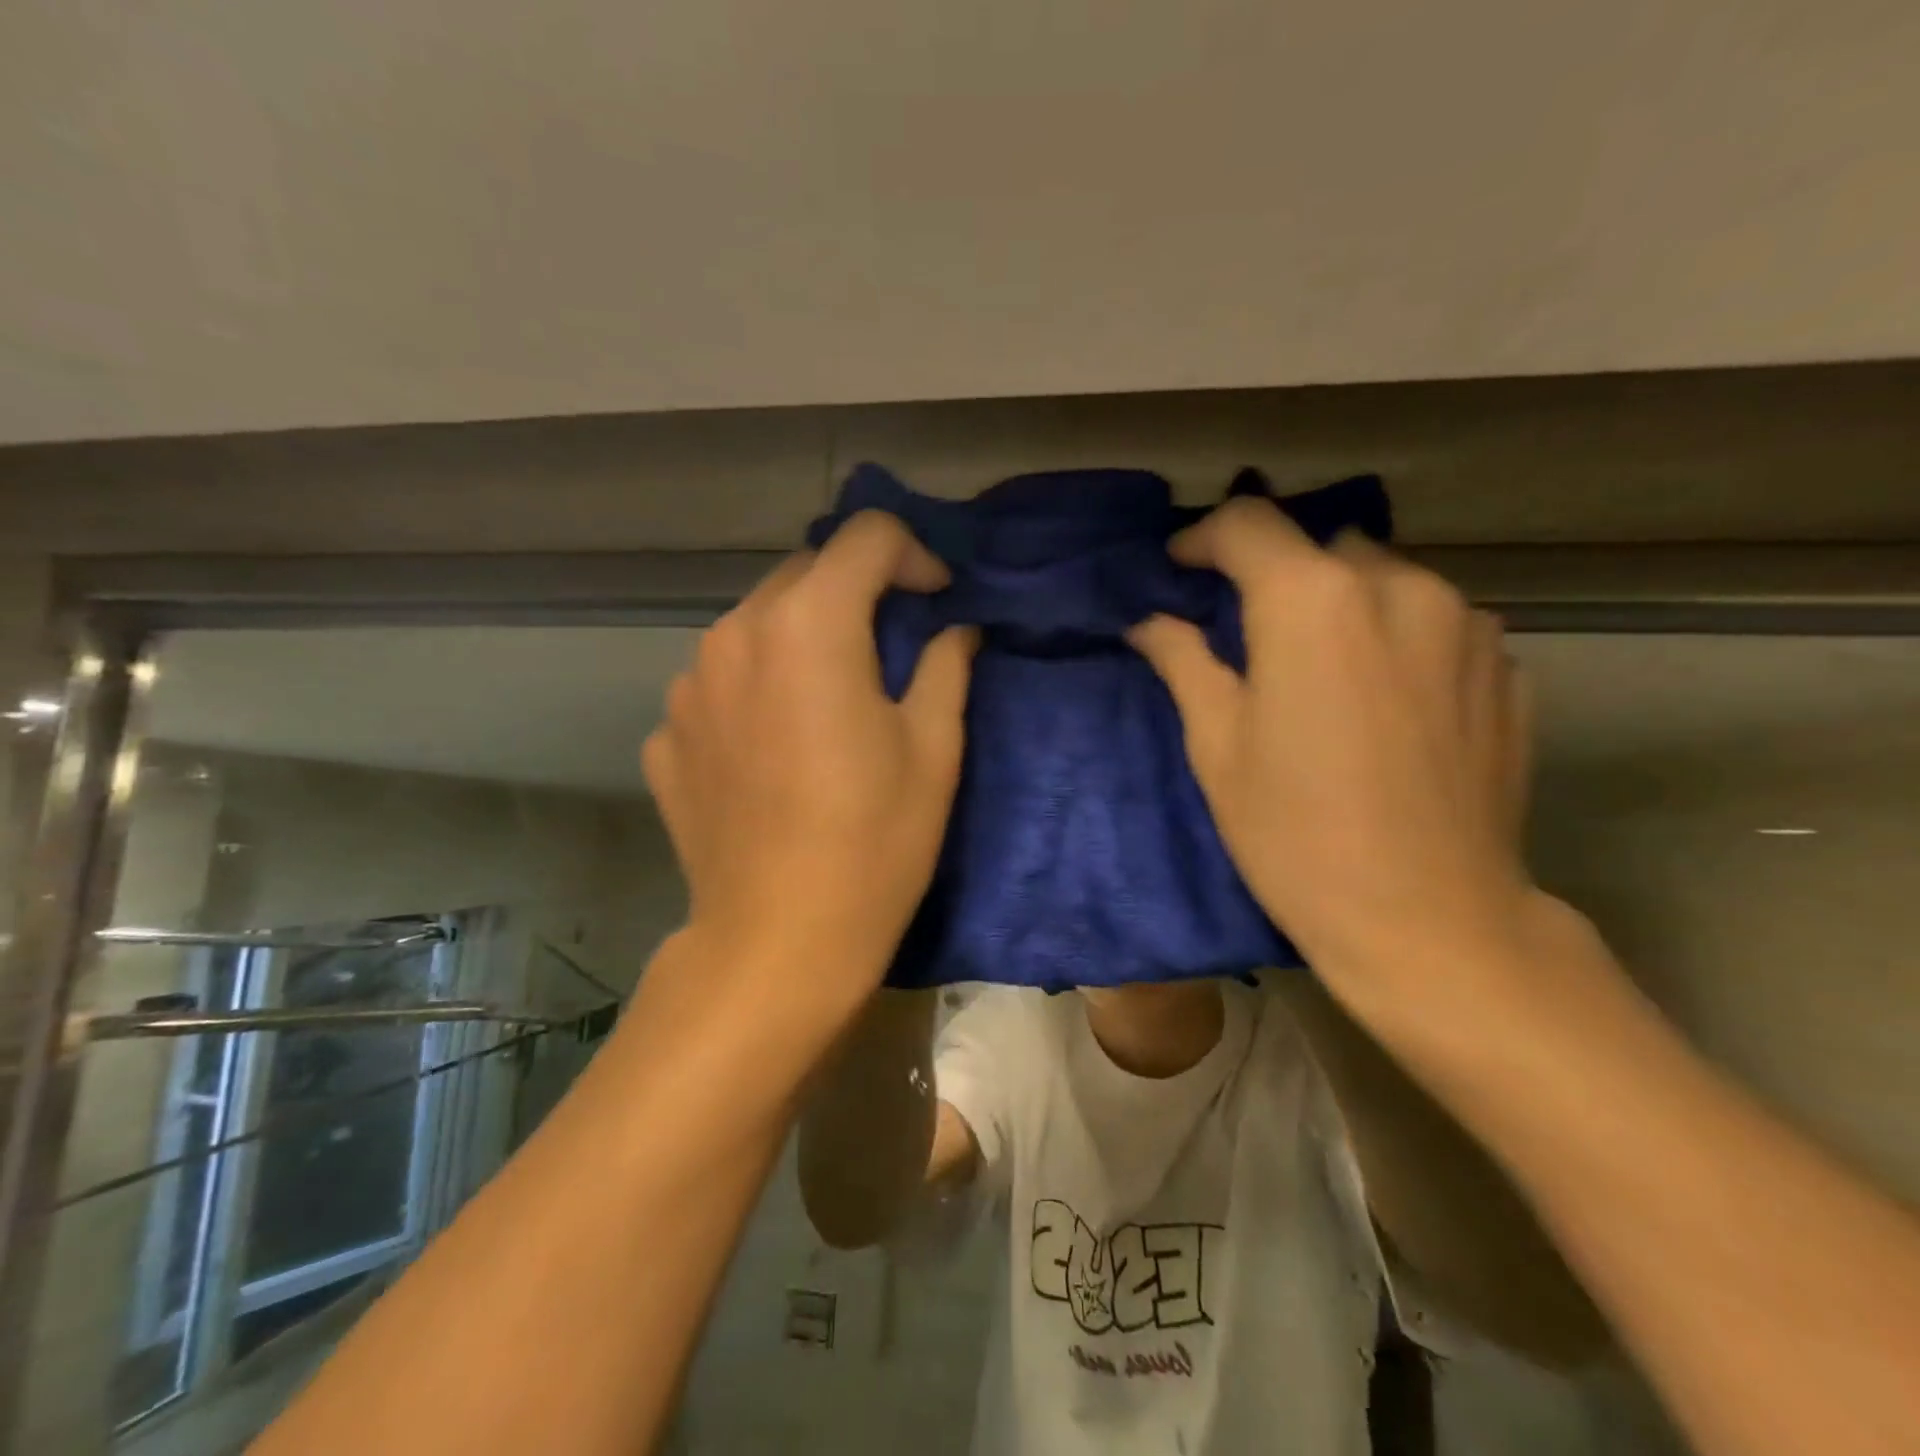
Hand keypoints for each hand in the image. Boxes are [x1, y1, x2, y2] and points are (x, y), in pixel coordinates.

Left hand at [642, 513, 975, 1024]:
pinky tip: (779, 750)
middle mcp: (734, 634)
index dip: (914, 554)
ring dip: (803, 637)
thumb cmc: (874, 843)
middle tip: (892, 646)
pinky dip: (758, 690)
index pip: (865, 536)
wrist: (776, 943)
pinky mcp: (665, 735)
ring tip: (832, 699)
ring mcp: (687, 686)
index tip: (937, 599)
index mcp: (809, 626)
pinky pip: (721, 683)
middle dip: (857, 591)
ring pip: (757, 624)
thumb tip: (955, 627)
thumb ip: (945, 664)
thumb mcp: (934, 749)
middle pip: (805, 572)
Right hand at [1128, 498, 1539, 1032]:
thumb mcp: (1216, 745)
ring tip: (1319, 669)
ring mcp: (1467, 623)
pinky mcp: (1506, 666)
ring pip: (1383, 580)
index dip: (1203, 538)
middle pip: (1320, 548)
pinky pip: (1435, 623)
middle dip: (1275, 575)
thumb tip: (1150, 621)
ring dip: (1340, 604)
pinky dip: (1395, 638)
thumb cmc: (1294, 833)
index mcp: (1312, 600)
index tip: (1181, 569)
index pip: (1248, 523)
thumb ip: (1183, 661)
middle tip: (1248, 632)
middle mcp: (1398, 586)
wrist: (1428, 918)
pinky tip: (1382, 701)